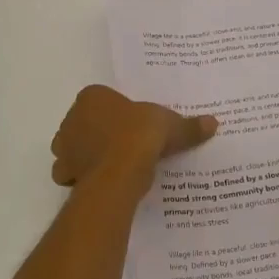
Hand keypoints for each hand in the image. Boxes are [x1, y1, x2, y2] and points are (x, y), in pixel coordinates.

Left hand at [51, 85, 217, 189]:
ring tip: (113, 165)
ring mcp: (64, 146)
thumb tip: (213, 123)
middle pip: (85, 123)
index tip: (133, 124)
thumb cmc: (140, 135)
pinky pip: (71, 173)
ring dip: (87, 155)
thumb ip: (188, 125)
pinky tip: (102, 181)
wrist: (120, 170)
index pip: (102, 99)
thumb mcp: (171, 125)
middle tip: (125, 144)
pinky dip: (83, 177)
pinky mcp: (65, 172)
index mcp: (92, 97)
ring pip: (74, 148)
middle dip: (99, 132)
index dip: (117, 111)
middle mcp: (72, 118)